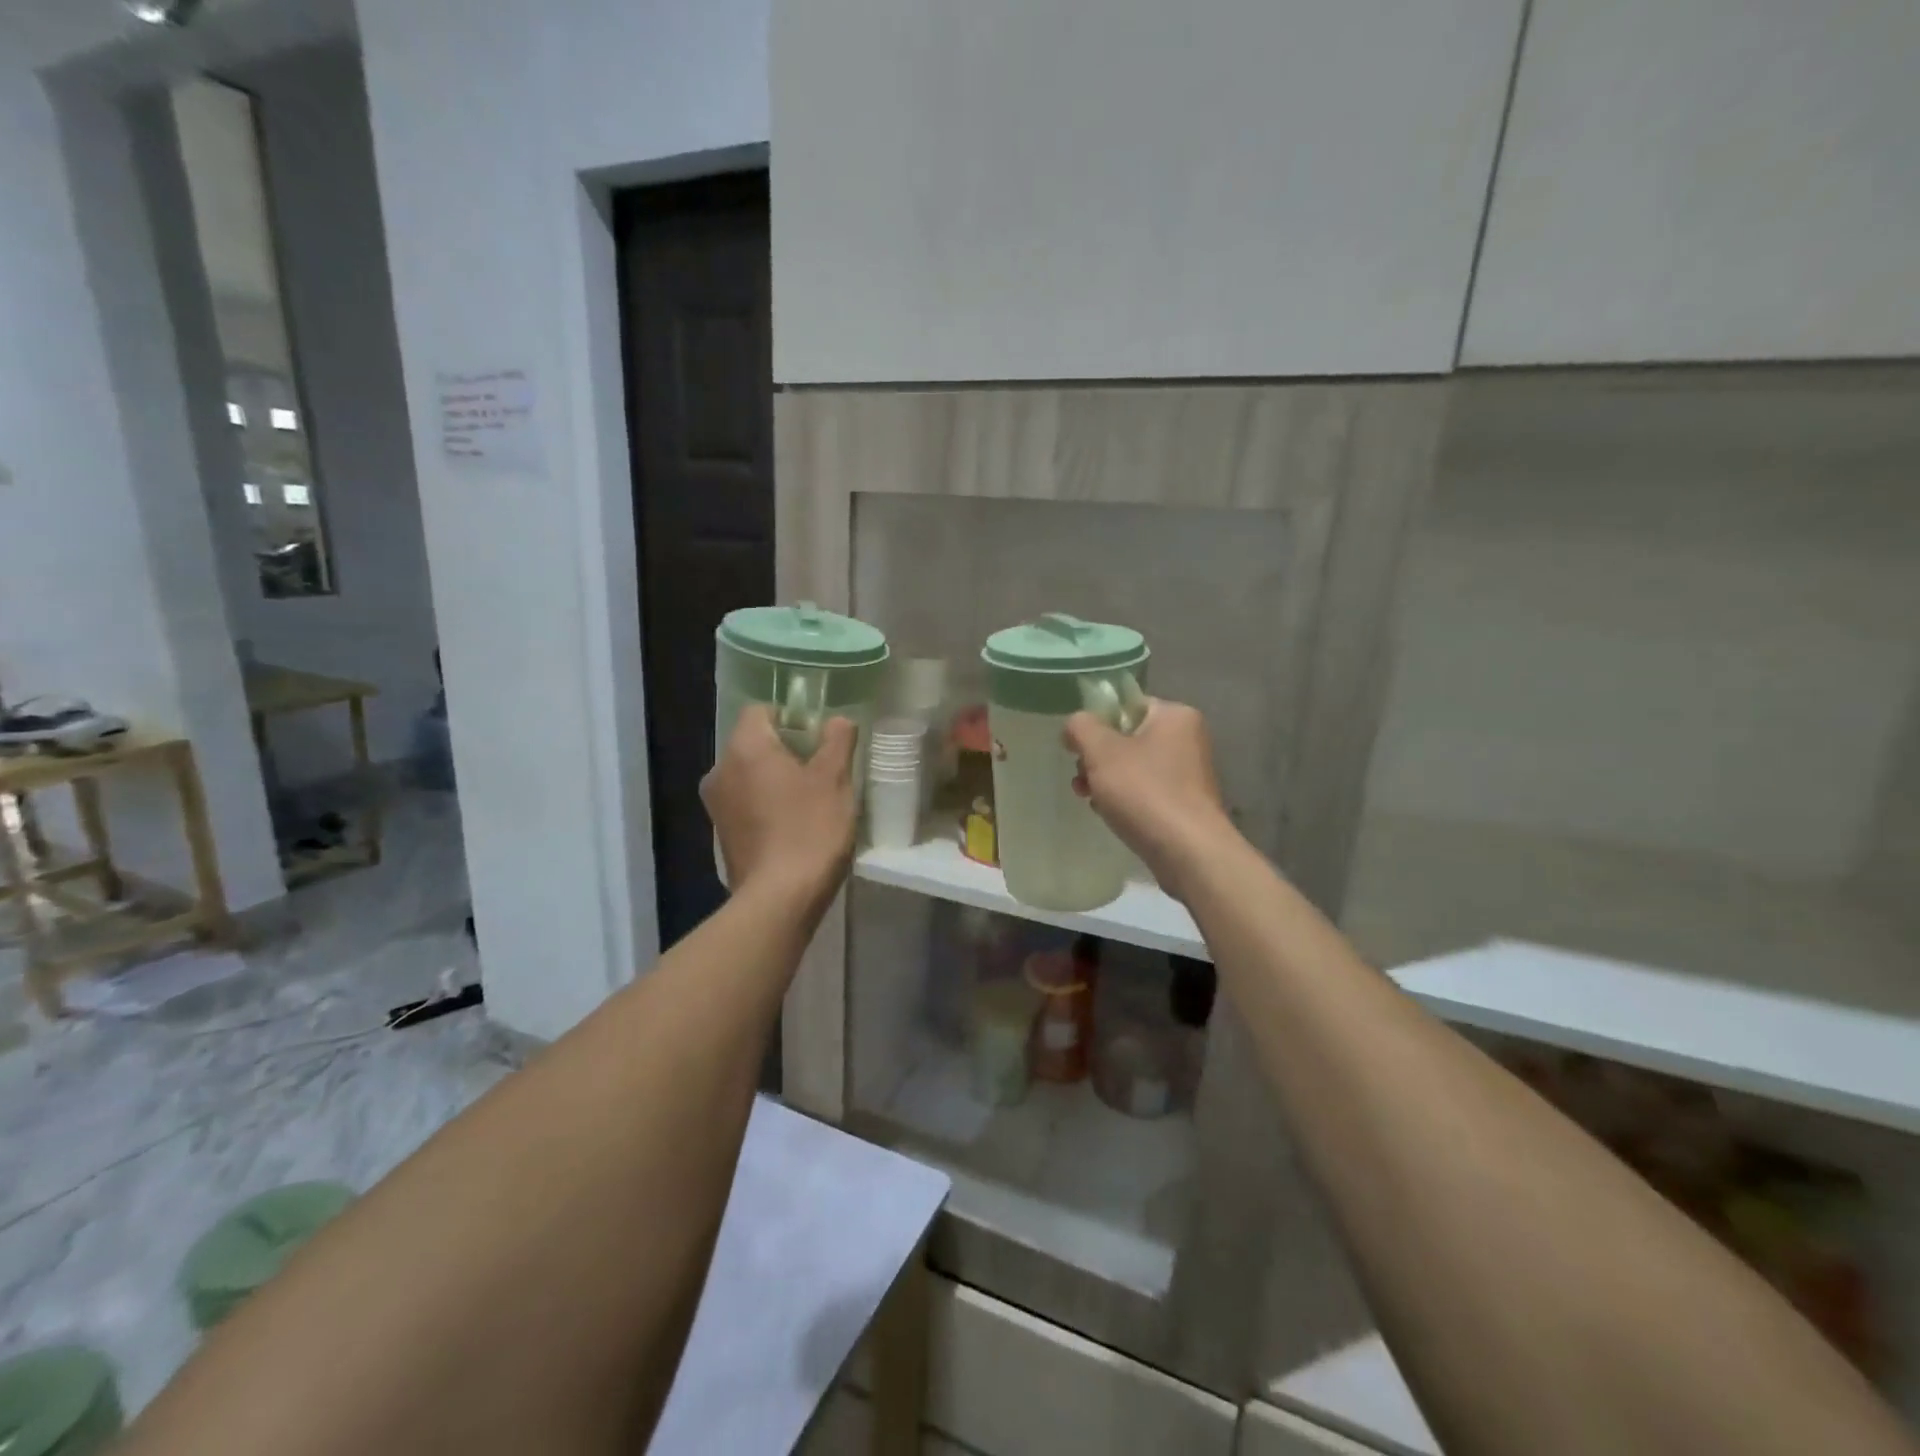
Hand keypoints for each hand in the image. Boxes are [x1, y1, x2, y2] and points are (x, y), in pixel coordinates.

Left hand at [701, 705, 857, 900]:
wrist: (780, 898)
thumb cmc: (809, 829)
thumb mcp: (835, 779)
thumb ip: (837, 741)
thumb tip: (837, 720)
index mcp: (745, 748)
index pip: (760, 711)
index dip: (790, 717)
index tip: (817, 738)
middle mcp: (720, 770)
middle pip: (754, 744)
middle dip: (785, 751)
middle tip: (821, 770)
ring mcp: (716, 805)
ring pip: (749, 776)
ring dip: (775, 780)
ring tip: (809, 802)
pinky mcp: (721, 834)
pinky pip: (745, 804)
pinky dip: (766, 806)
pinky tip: (792, 827)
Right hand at [1064, 699, 1236, 898]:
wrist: (1188, 852)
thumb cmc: (1144, 791)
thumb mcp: (1101, 751)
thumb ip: (1081, 727)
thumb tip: (1075, 726)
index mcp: (1175, 716)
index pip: (1127, 706)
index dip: (1096, 724)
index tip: (1077, 748)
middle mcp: (1187, 739)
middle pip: (1127, 738)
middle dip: (1097, 758)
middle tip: (1081, 779)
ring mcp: (1188, 774)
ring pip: (1133, 767)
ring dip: (1106, 781)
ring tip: (1089, 799)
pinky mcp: (1185, 804)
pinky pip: (1145, 791)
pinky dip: (1125, 800)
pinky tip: (1110, 815)